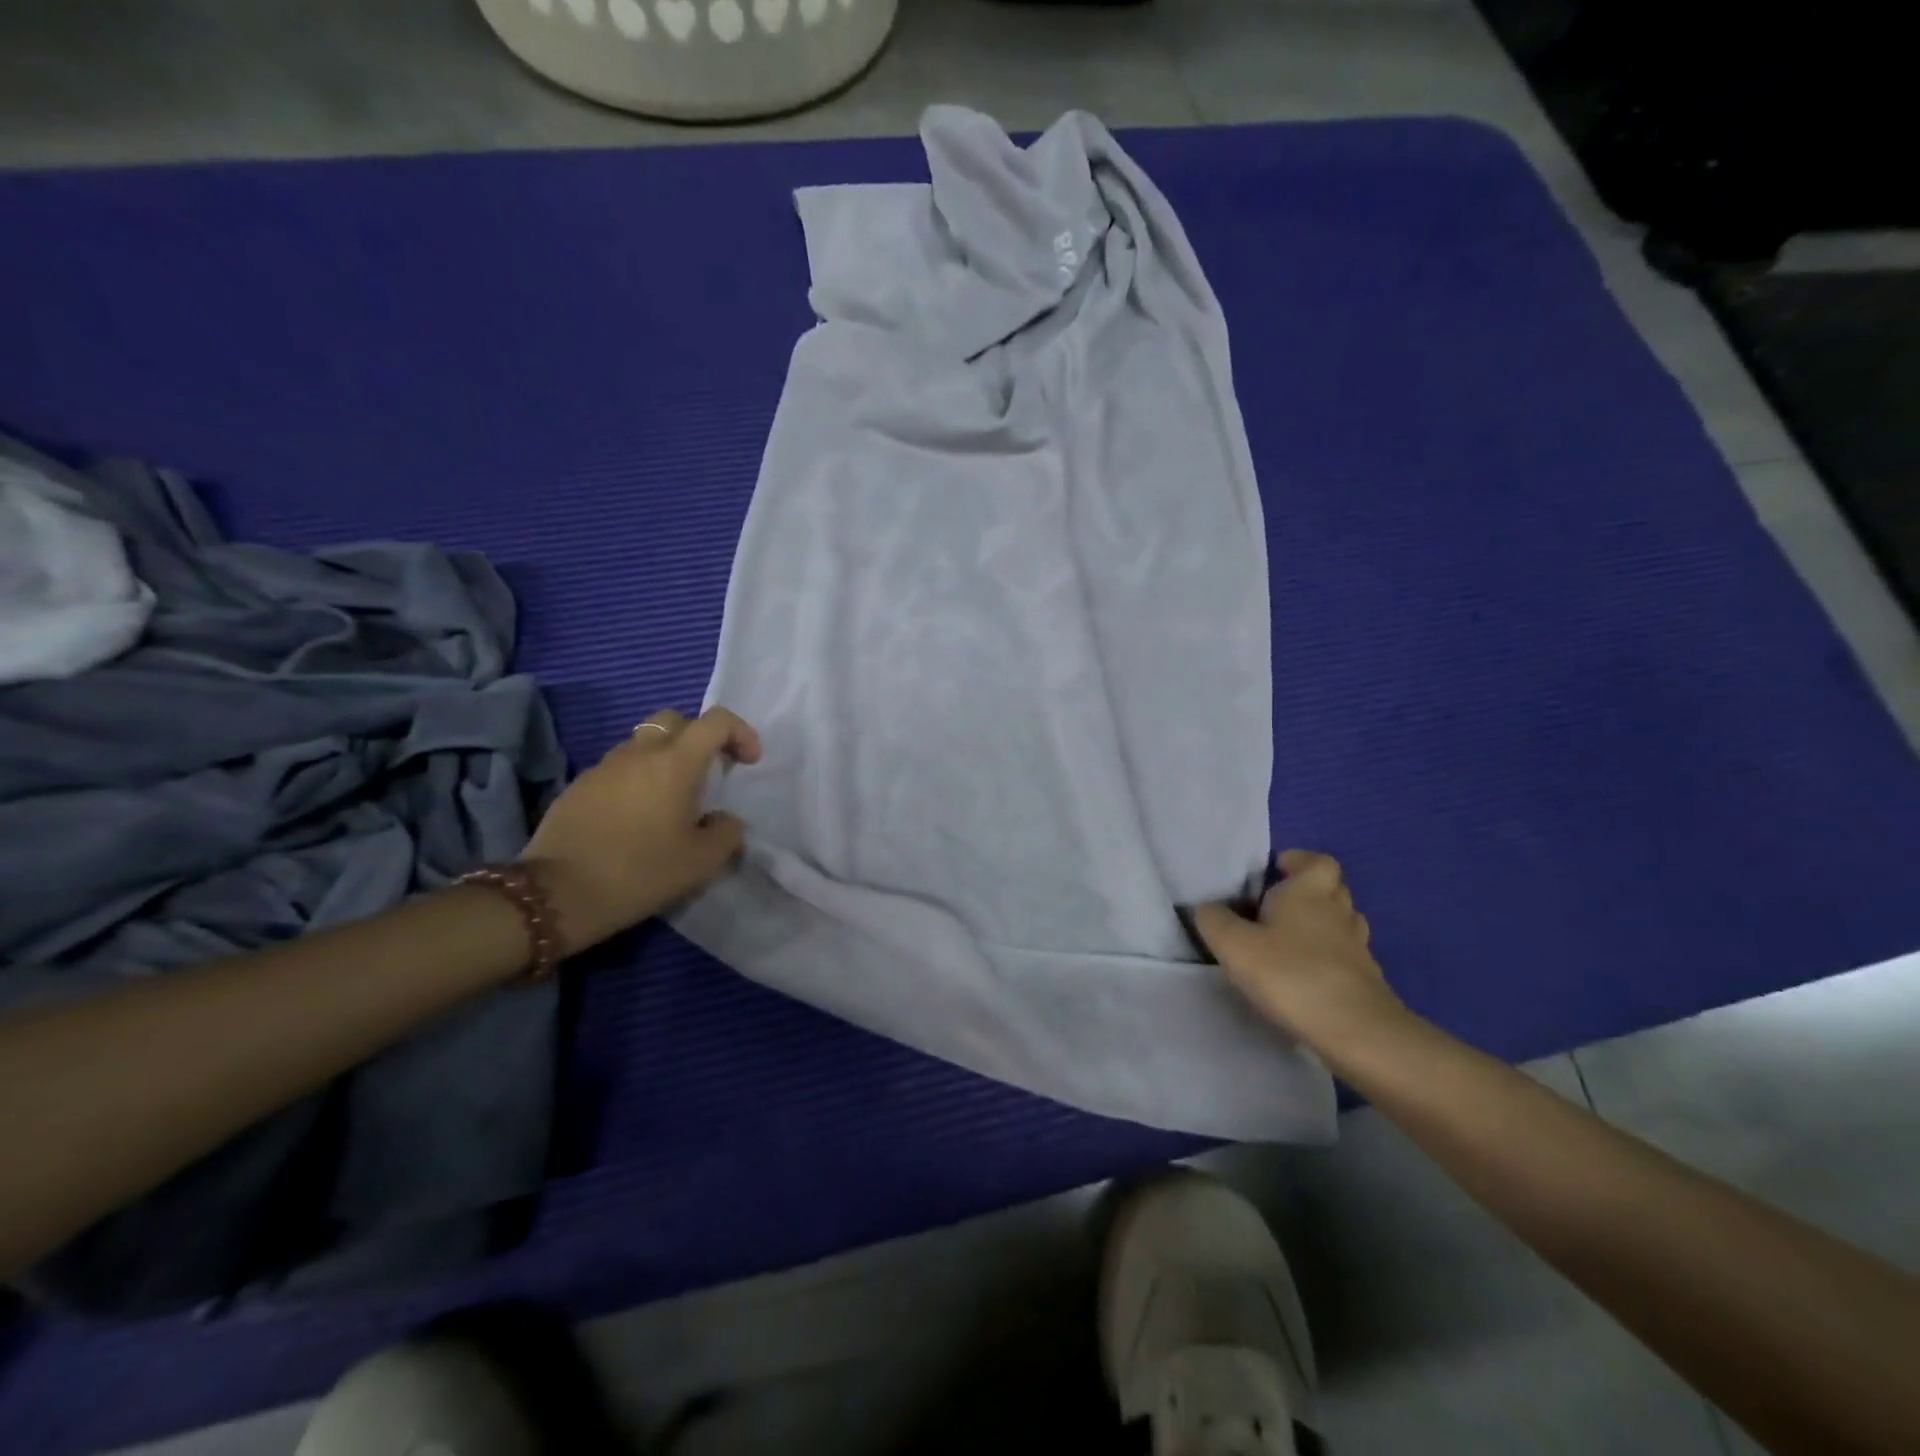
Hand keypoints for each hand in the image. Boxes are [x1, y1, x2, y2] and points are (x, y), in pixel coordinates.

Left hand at [519, 706, 762, 951]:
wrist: (556, 894)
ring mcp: (604, 766)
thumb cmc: (640, 872)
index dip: (740, 732)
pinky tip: (635, 818)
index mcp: (676, 763)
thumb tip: (724, 819)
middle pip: (675, 720)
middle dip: (698, 738)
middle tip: (708, 773)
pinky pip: (618, 768)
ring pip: (643, 742)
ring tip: (670, 800)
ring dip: (665, 758)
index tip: (748, 762)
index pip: (716, 720)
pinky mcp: (579, 786)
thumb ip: (727, 833)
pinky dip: (636, 779)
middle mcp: (640, 752)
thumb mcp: (702, 862)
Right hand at [1189, 850, 1404, 1051]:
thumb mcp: (1234, 946)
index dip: (1299, 861)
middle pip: (1331, 889)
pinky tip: (1306, 975)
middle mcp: (1338, 911)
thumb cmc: (1291, 974)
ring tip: (1290, 941)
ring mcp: (1357, 947)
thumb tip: (1208, 909)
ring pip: (1342, 922)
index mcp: (1308, 891)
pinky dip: (1329, 958)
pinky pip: (1346, 956)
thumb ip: (1214, 921)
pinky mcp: (1368, 980)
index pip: (1316, 861)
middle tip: (1276, 907)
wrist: (1356, 1031)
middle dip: (1308, 893)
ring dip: (1321, 925)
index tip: (1277, 870)